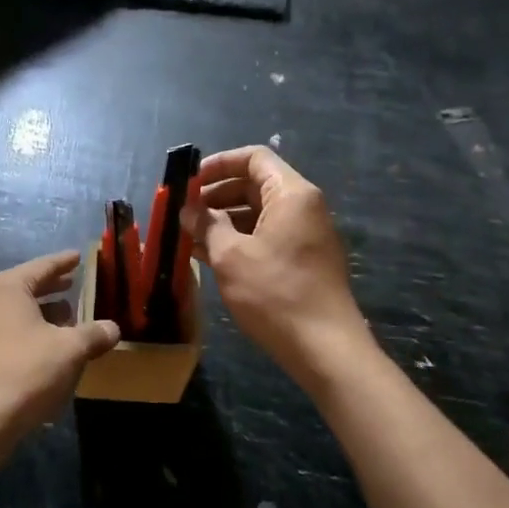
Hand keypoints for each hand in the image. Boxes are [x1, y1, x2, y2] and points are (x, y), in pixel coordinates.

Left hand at [0, 250, 120, 441]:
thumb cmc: (27, 371)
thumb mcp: (70, 350)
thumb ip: (94, 334)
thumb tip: (113, 328)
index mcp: (5, 288)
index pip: (41, 267)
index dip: (63, 262)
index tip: (78, 256)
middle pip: (24, 287)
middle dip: (51, 288)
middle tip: (73, 283)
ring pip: (12, 310)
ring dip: (39, 312)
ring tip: (64, 318)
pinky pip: (2, 330)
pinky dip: (24, 330)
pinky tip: (43, 345)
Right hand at [183, 146, 368, 386]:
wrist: (325, 349)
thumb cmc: (275, 294)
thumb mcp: (230, 256)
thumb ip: (207, 225)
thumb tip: (189, 209)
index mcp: (291, 194)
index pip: (254, 158)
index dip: (219, 163)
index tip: (189, 181)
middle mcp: (303, 207)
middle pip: (255, 184)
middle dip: (216, 195)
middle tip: (184, 212)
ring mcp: (306, 234)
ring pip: (258, 213)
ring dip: (223, 220)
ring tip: (189, 236)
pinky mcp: (304, 259)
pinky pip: (267, 236)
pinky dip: (239, 239)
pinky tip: (208, 255)